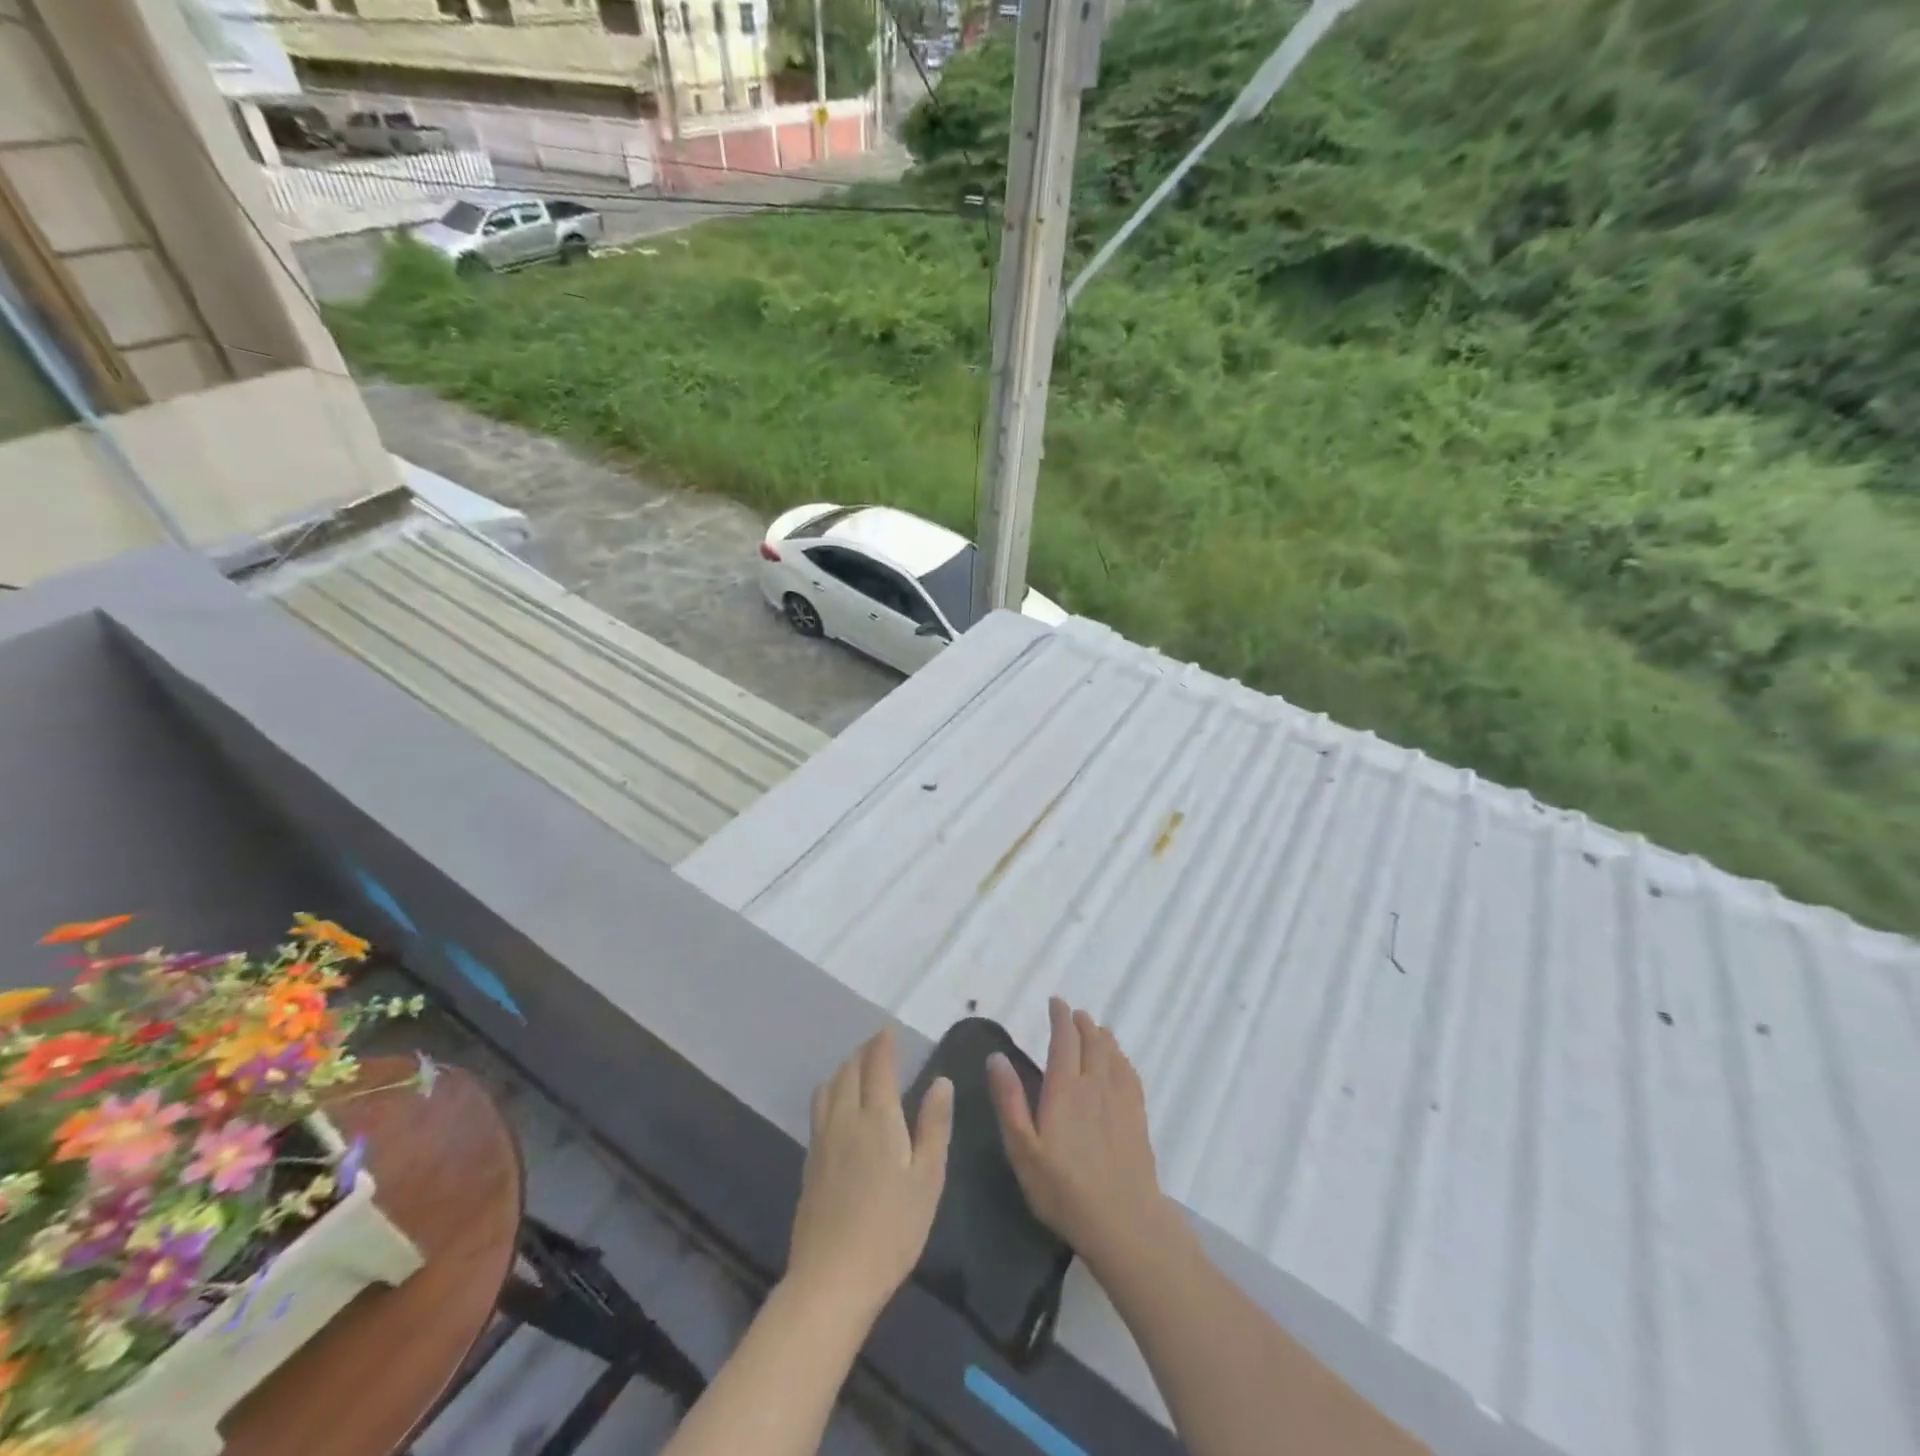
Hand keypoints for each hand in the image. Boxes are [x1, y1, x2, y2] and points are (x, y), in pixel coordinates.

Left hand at [786, 1027, 953, 1328]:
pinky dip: (831, 1092)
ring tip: (857, 1070)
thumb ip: (934, 1126)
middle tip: (878, 1046)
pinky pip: (819, 1110)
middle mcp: (845, 1119)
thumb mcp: (927, 1179)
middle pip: (849, 1071)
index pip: (878, 1066)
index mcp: (878, 1118)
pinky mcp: (809, 1163)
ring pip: (828, 1088)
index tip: (889, 1029)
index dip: (883, 1044)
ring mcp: (822, 1141)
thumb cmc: (892, 1230)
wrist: (831, 1279)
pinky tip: (838, 1108)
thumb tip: (941, 1081)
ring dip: (843, 1069)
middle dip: (864, 1052)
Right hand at [989, 998, 1173, 1274]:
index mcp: (1064, 1088)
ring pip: (1113, 1054)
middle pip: (1092, 1041)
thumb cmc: (1063, 1189)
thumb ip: (1009, 1101)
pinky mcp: (1137, 1117)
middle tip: (1074, 1013)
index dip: (1060, 1017)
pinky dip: (1122, 1059)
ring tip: (1096, 1029)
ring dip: (1103, 1036)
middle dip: (1082, 1022)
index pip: (1064, 1039)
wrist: (1123, 1222)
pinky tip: (1120, 1063)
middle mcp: (1095, 1084)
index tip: (1056, 1002)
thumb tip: (996, 1057)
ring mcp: (1120, 1100)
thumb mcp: (1023, 1149)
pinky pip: (1130, 1074)